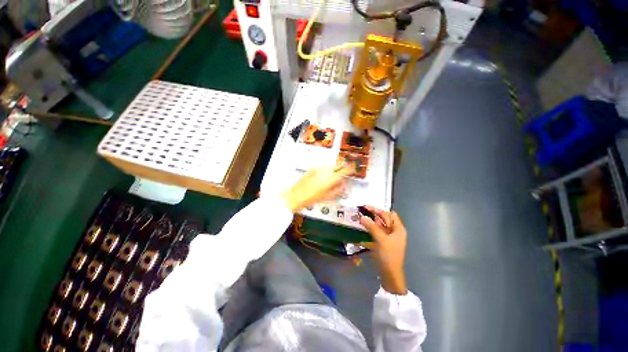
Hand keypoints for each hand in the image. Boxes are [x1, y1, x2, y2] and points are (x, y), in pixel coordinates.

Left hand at [281, 165, 352, 211]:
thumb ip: (339, 189)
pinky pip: (323, 167)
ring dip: (334, 170)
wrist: (296, 195)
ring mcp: (319, 168)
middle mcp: (326, 170)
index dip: (351, 169)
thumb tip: (344, 184)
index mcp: (332, 177)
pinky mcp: (312, 168)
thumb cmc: (313, 198)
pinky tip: (322, 178)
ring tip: (331, 178)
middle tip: (342, 176)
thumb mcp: (329, 196)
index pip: (345, 170)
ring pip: (330, 166)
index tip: (353, 170)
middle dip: (342, 169)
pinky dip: (326, 171)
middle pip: (338, 166)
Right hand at [359, 206, 407, 294]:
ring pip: (379, 225)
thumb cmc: (389, 255)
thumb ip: (371, 227)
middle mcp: (394, 231)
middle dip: (373, 214)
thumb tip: (362, 216)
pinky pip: (377, 232)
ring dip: (371, 221)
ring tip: (360, 217)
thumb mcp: (381, 239)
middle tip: (361, 211)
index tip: (366, 207)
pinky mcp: (383, 242)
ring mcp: (389, 237)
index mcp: (398, 229)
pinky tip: (363, 227)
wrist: (390, 274)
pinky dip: (370, 228)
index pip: (389, 214)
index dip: (378, 210)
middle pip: (384, 219)